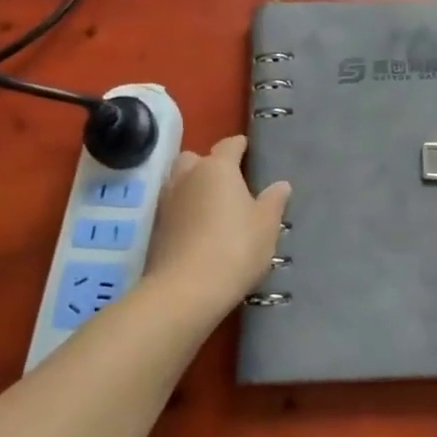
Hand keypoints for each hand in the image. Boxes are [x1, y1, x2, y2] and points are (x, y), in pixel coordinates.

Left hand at [143, 135, 289, 322]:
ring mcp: (167, 201)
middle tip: (228, 183)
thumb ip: (274, 201)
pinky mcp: (155, 227)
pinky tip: (197, 230)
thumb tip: (281, 184)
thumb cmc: (234, 249)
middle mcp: (188, 176)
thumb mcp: (266, 226)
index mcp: (217, 167)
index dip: (241, 146)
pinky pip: (172, 207)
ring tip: (212, 206)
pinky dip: (184, 211)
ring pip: (179, 181)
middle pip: (196, 158)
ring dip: (193, 187)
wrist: (184, 292)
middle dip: (209, 164)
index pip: (230, 144)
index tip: (250, 152)